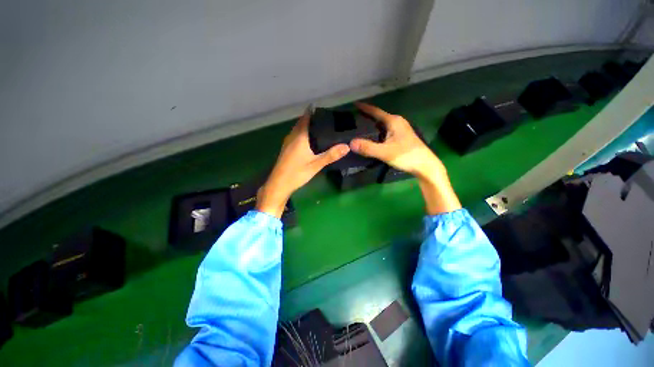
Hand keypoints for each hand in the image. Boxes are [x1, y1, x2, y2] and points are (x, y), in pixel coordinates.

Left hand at [256, 109, 349, 217]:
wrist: (279, 184)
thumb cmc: (297, 173)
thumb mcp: (316, 165)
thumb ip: (331, 155)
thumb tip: (347, 146)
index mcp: (299, 137)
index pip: (305, 118)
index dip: (312, 111)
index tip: (322, 108)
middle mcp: (292, 137)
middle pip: (301, 122)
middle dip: (310, 118)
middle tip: (324, 118)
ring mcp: (287, 143)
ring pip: (297, 129)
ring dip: (305, 125)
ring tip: (319, 127)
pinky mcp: (286, 149)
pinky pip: (295, 136)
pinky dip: (302, 133)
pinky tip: (309, 140)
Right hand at [350, 102, 461, 213]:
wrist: (425, 165)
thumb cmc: (406, 156)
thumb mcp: (385, 152)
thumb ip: (368, 148)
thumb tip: (350, 143)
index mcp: (393, 121)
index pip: (376, 111)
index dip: (364, 108)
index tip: (354, 104)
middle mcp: (397, 122)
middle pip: (379, 117)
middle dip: (367, 116)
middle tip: (354, 117)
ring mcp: (400, 130)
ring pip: (383, 124)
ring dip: (372, 124)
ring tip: (360, 126)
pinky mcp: (401, 137)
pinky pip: (386, 131)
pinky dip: (377, 132)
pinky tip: (373, 138)